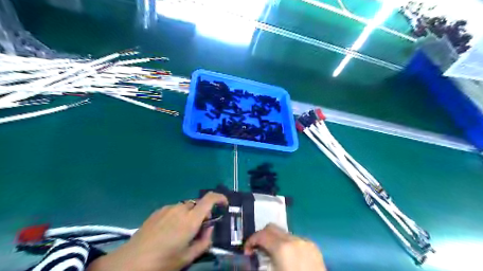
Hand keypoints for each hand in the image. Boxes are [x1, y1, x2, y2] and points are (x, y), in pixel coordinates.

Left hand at [87, 192, 228, 270]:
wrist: (129, 262)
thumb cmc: (162, 262)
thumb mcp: (187, 257)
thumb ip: (204, 241)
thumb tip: (210, 228)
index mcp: (190, 220)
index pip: (210, 199)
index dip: (220, 198)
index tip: (224, 205)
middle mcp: (181, 209)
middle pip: (198, 204)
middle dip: (202, 214)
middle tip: (198, 230)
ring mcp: (168, 208)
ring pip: (186, 207)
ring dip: (190, 215)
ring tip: (180, 232)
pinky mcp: (158, 210)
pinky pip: (175, 209)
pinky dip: (178, 215)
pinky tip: (168, 230)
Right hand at [246, 223, 323, 270]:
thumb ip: (261, 262)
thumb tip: (251, 257)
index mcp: (283, 248)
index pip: (261, 234)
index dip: (251, 241)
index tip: (247, 252)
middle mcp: (294, 239)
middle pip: (272, 228)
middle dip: (262, 237)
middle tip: (257, 251)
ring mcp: (306, 242)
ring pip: (284, 233)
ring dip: (275, 241)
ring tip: (273, 257)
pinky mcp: (314, 247)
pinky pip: (296, 240)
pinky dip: (287, 245)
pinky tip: (288, 259)